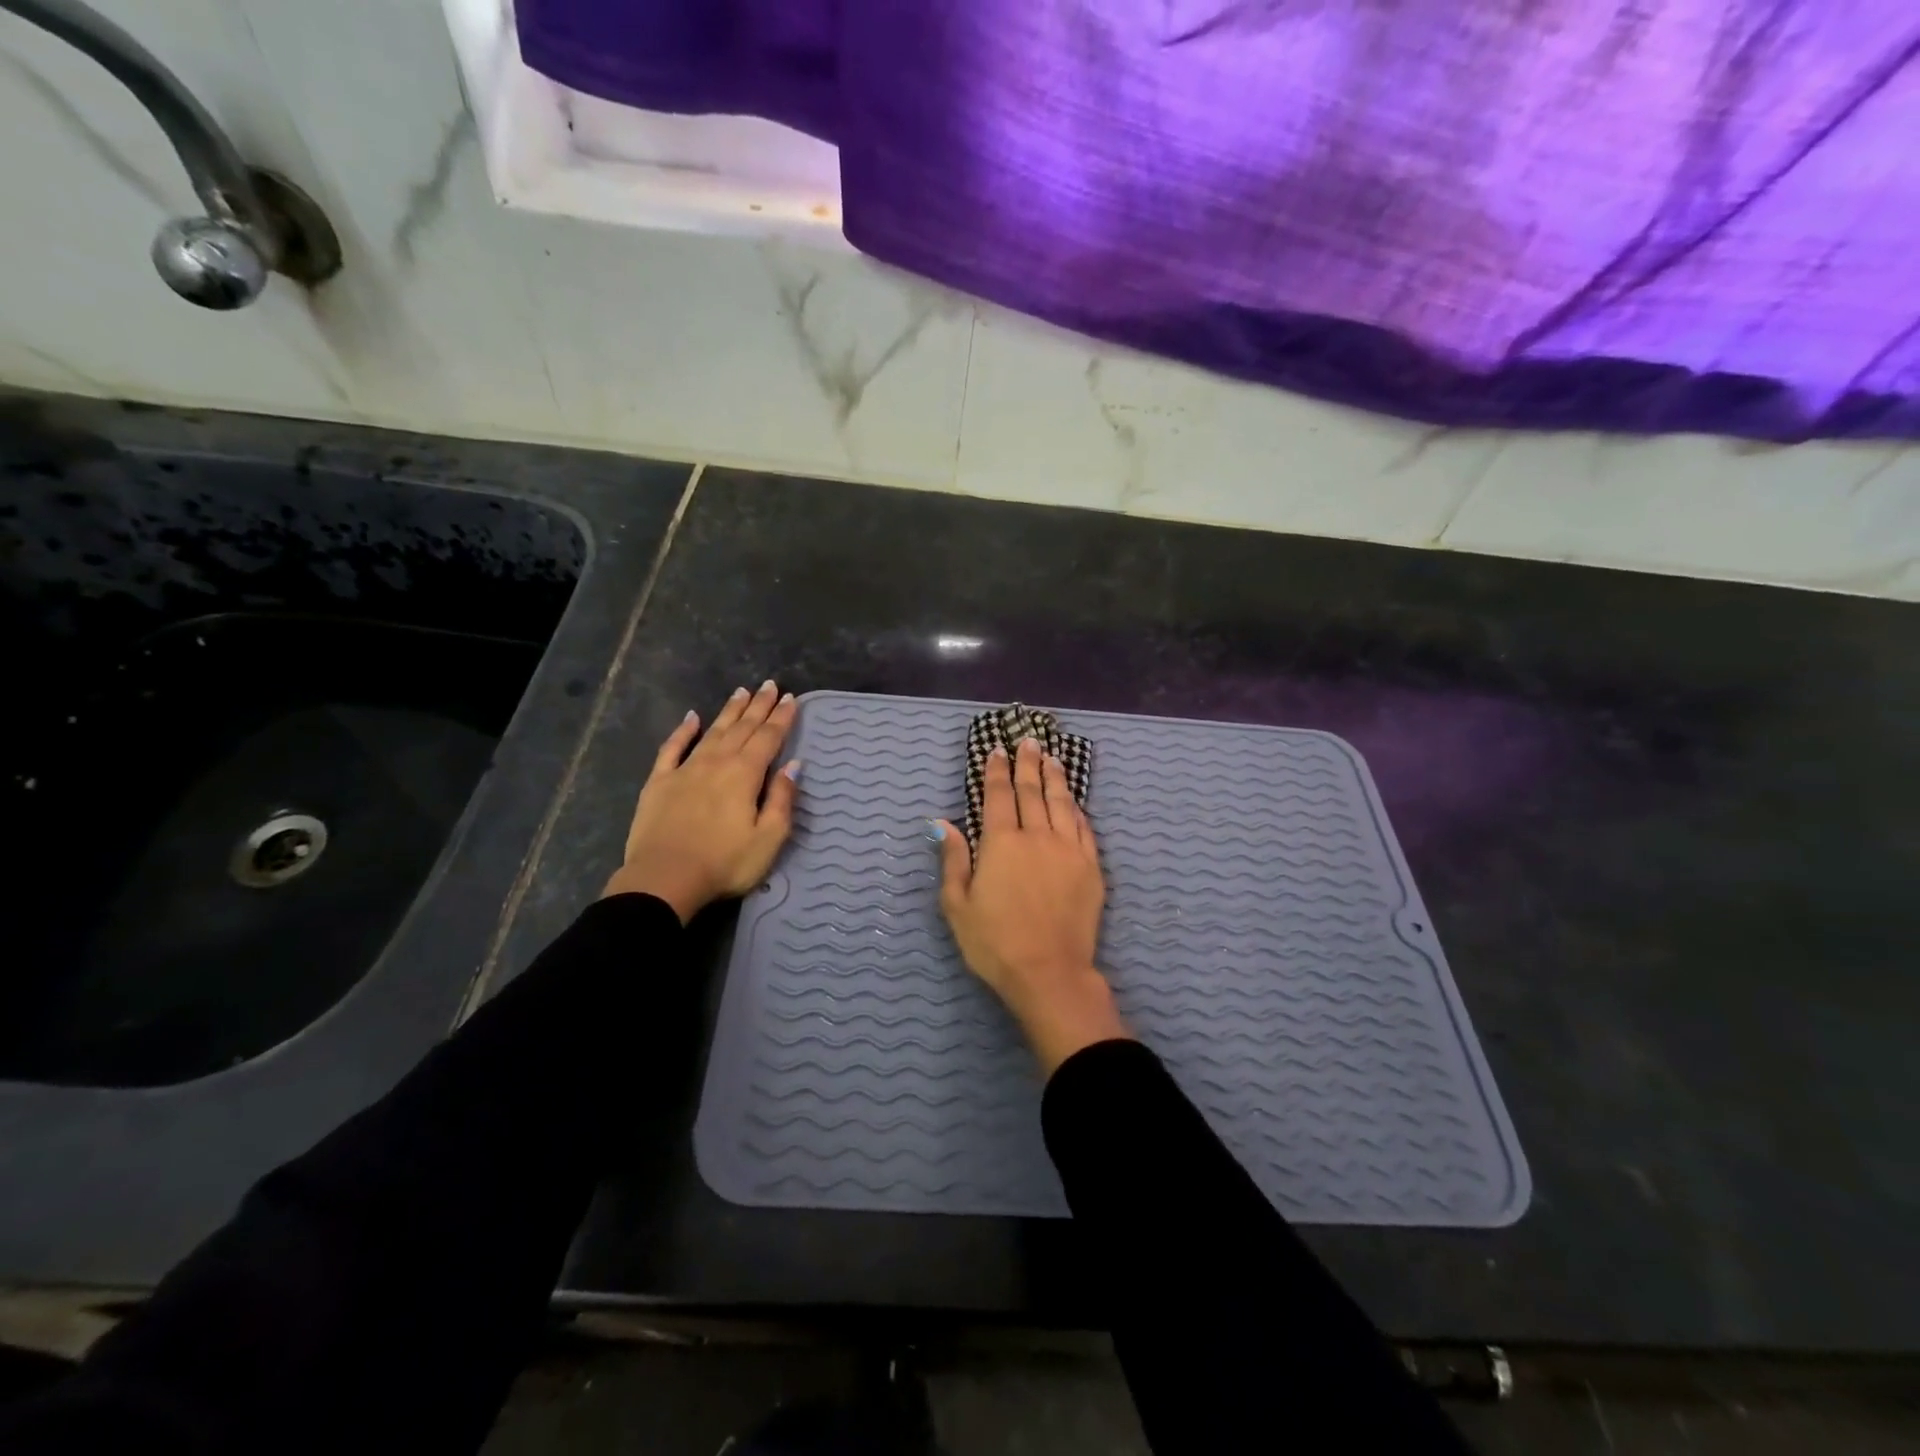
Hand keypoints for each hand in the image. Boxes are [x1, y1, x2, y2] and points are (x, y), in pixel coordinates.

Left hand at [604, 681, 799, 923]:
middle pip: (742, 728)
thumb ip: (782, 799)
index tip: (791, 698)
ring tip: (742, 692)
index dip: (781, 718)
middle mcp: (717, 762)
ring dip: (729, 711)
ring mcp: (685, 769)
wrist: (664, 879)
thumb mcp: (768, 838)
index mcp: (745, 774)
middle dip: (759, 706)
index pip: (768, 738)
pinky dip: (683, 731)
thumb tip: (794, 765)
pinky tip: (691, 717)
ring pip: (712, 731)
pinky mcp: (659, 782)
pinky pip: (672, 748)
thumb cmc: (724, 863)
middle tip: (770, 685)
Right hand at [934, 736, 1130, 1073]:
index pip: (998, 796)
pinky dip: (1077, 810)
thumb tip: (942, 823)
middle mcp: (1037, 836)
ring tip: (1052, 758)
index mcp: (1001, 843)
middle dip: (1028, 764)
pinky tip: (1074, 801)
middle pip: (1032, 791)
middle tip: (1029, 741)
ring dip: (1055, 778)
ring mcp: (1068, 850)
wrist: (1049, 973)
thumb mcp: (958, 906)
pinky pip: (1084, 829)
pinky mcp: (1091, 867)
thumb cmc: (995, 943)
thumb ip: (953, 860)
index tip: (998, 750)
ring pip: (1062, 803)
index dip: (996, 771)